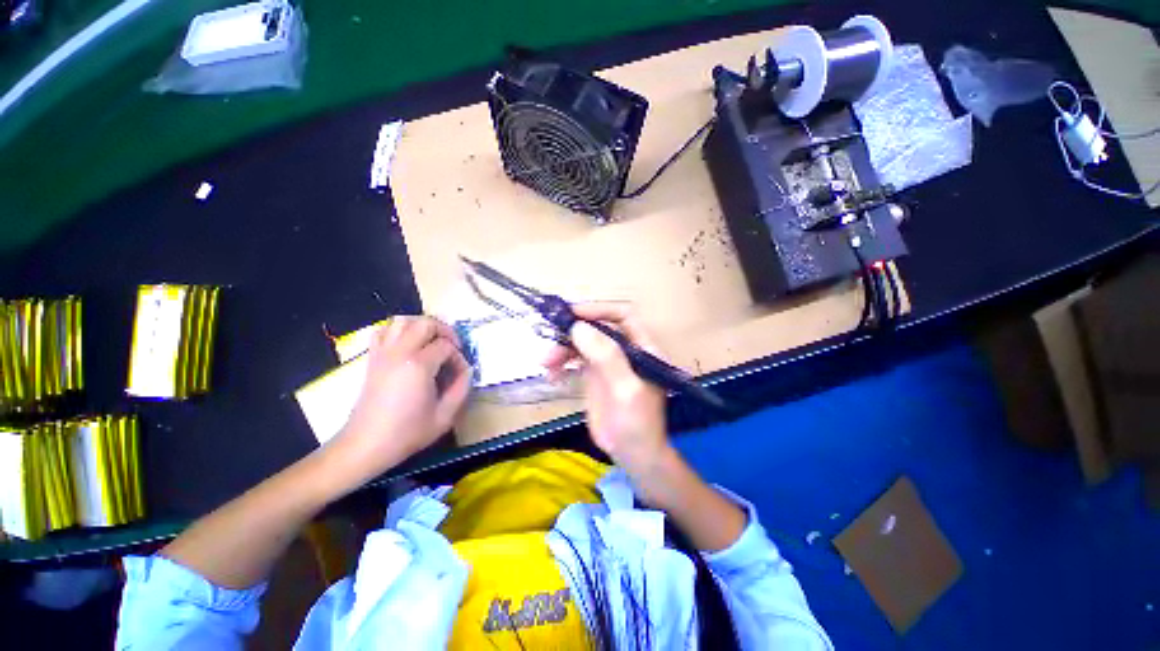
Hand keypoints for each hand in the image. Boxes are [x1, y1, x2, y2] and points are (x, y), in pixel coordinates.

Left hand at [331, 316, 471, 483]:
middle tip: (452, 348)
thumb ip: (462, 388)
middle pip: (425, 323)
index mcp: (419, 365)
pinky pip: (383, 331)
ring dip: (421, 326)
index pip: (446, 346)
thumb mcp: (445, 416)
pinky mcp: (372, 358)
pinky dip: (398, 330)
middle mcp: (400, 352)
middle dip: (444, 331)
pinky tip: (408, 344)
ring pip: (402, 320)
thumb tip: (467, 369)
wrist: (366, 445)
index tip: (460, 373)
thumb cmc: (407, 432)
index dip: (458, 356)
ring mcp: (383, 353)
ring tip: (432, 341)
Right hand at [545, 302, 669, 472]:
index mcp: (642, 347)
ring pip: (583, 343)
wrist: (634, 456)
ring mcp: (608, 363)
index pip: (623, 315)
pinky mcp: (594, 376)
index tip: (572, 314)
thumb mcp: (625, 390)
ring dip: (562, 349)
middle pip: (598, 328)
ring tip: (546, 364)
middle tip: (550, 345)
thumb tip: (579, 327)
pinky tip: (552, 375)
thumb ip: (607, 357)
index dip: (599, 310)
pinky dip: (562, 363)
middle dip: (573, 332)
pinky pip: (575, 361)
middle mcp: (625, 350)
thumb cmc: (638, 424)